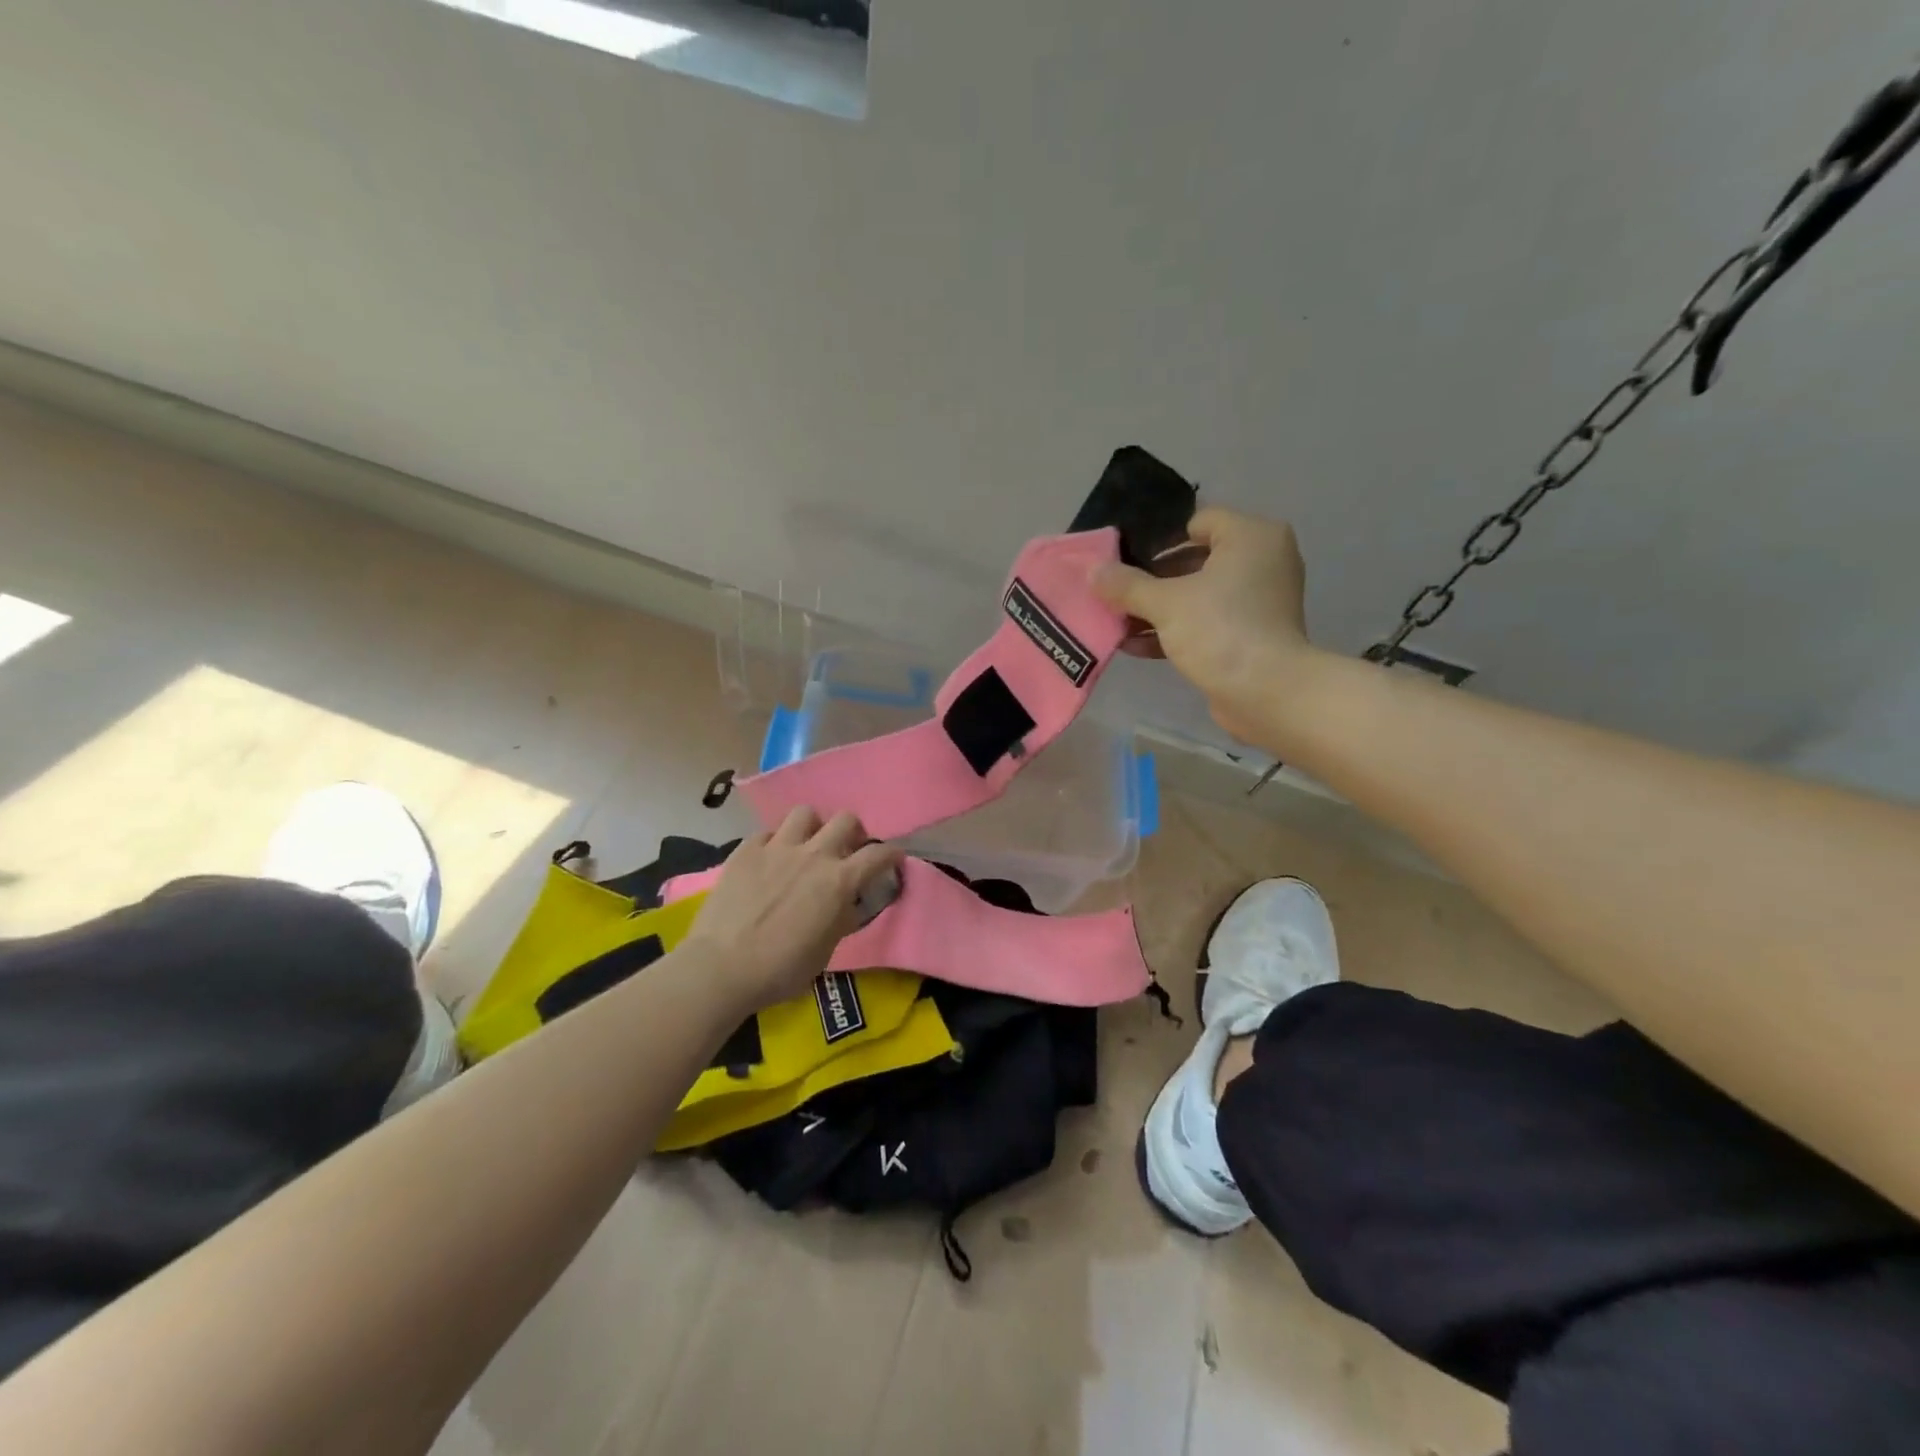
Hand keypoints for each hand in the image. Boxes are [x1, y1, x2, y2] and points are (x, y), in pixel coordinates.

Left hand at [682, 809, 902, 1009]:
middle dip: (853, 831)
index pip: (879, 854)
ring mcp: (777, 848)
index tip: (892, 859)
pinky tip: (770, 859)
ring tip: (807, 844)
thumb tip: (846, 903)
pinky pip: (768, 832)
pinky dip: (775, 841)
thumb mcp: (825, 951)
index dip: (891, 854)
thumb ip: (840, 918)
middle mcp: (814, 855)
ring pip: (805, 813)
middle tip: (846, 849)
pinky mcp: (746, 850)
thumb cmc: (780, 969)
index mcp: (839, 881)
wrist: (722, 967)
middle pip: (846, 819)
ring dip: (813, 827)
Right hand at [1093, 508, 1317, 745]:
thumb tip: (1092, 571)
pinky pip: (1207, 622)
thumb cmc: (1220, 630)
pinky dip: (1176, 630)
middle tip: (1116, 593)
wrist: (1266, 692)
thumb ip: (1126, 584)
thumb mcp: (1165, 603)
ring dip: (1159, 609)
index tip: (1125, 560)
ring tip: (1118, 622)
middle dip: (1152, 580)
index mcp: (1251, 537)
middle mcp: (1262, 561)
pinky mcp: (1251, 634)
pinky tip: (1136, 646)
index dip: (1159, 539)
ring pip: (1198, 595)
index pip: (1198, 521)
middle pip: (1195, 560)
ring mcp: (1259, 600)